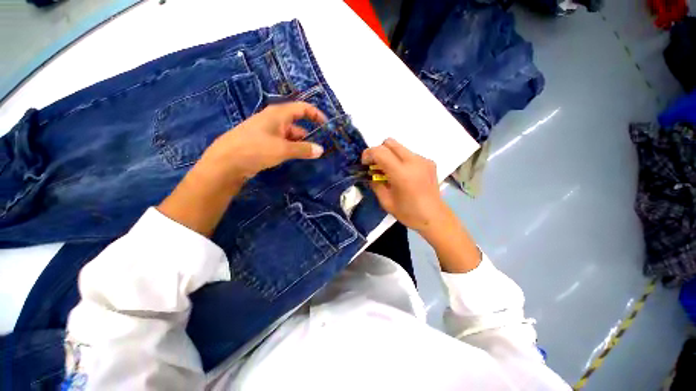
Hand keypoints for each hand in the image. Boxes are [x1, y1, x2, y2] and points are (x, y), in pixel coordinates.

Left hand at [201, 102, 326, 183]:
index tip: (326, 126)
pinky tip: (296, 158)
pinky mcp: (263, 143)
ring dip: (300, 144)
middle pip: (297, 123)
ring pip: (290, 135)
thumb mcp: (283, 149)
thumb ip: (303, 149)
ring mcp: (268, 132)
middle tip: (320, 147)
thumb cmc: (256, 149)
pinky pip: (282, 143)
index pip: (302, 108)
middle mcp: (274, 120)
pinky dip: (291, 149)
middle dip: (309, 134)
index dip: (316, 114)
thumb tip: (321, 150)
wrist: (226, 162)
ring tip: (311, 156)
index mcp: (278, 114)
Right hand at [363, 139, 481, 272]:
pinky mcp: (429, 161)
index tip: (365, 164)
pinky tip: (403, 174)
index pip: (380, 152)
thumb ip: (375, 184)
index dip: (368, 154)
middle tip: (376, 165)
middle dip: (378, 151)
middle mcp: (413, 161)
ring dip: (390, 155)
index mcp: (401, 174)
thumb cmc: (409, 213)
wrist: (435, 217)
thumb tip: (370, 174)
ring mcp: (423, 160)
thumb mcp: (386, 202)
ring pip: (400, 147)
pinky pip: (409, 154)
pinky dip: (401, 160)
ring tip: (389, 171)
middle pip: (390, 142)